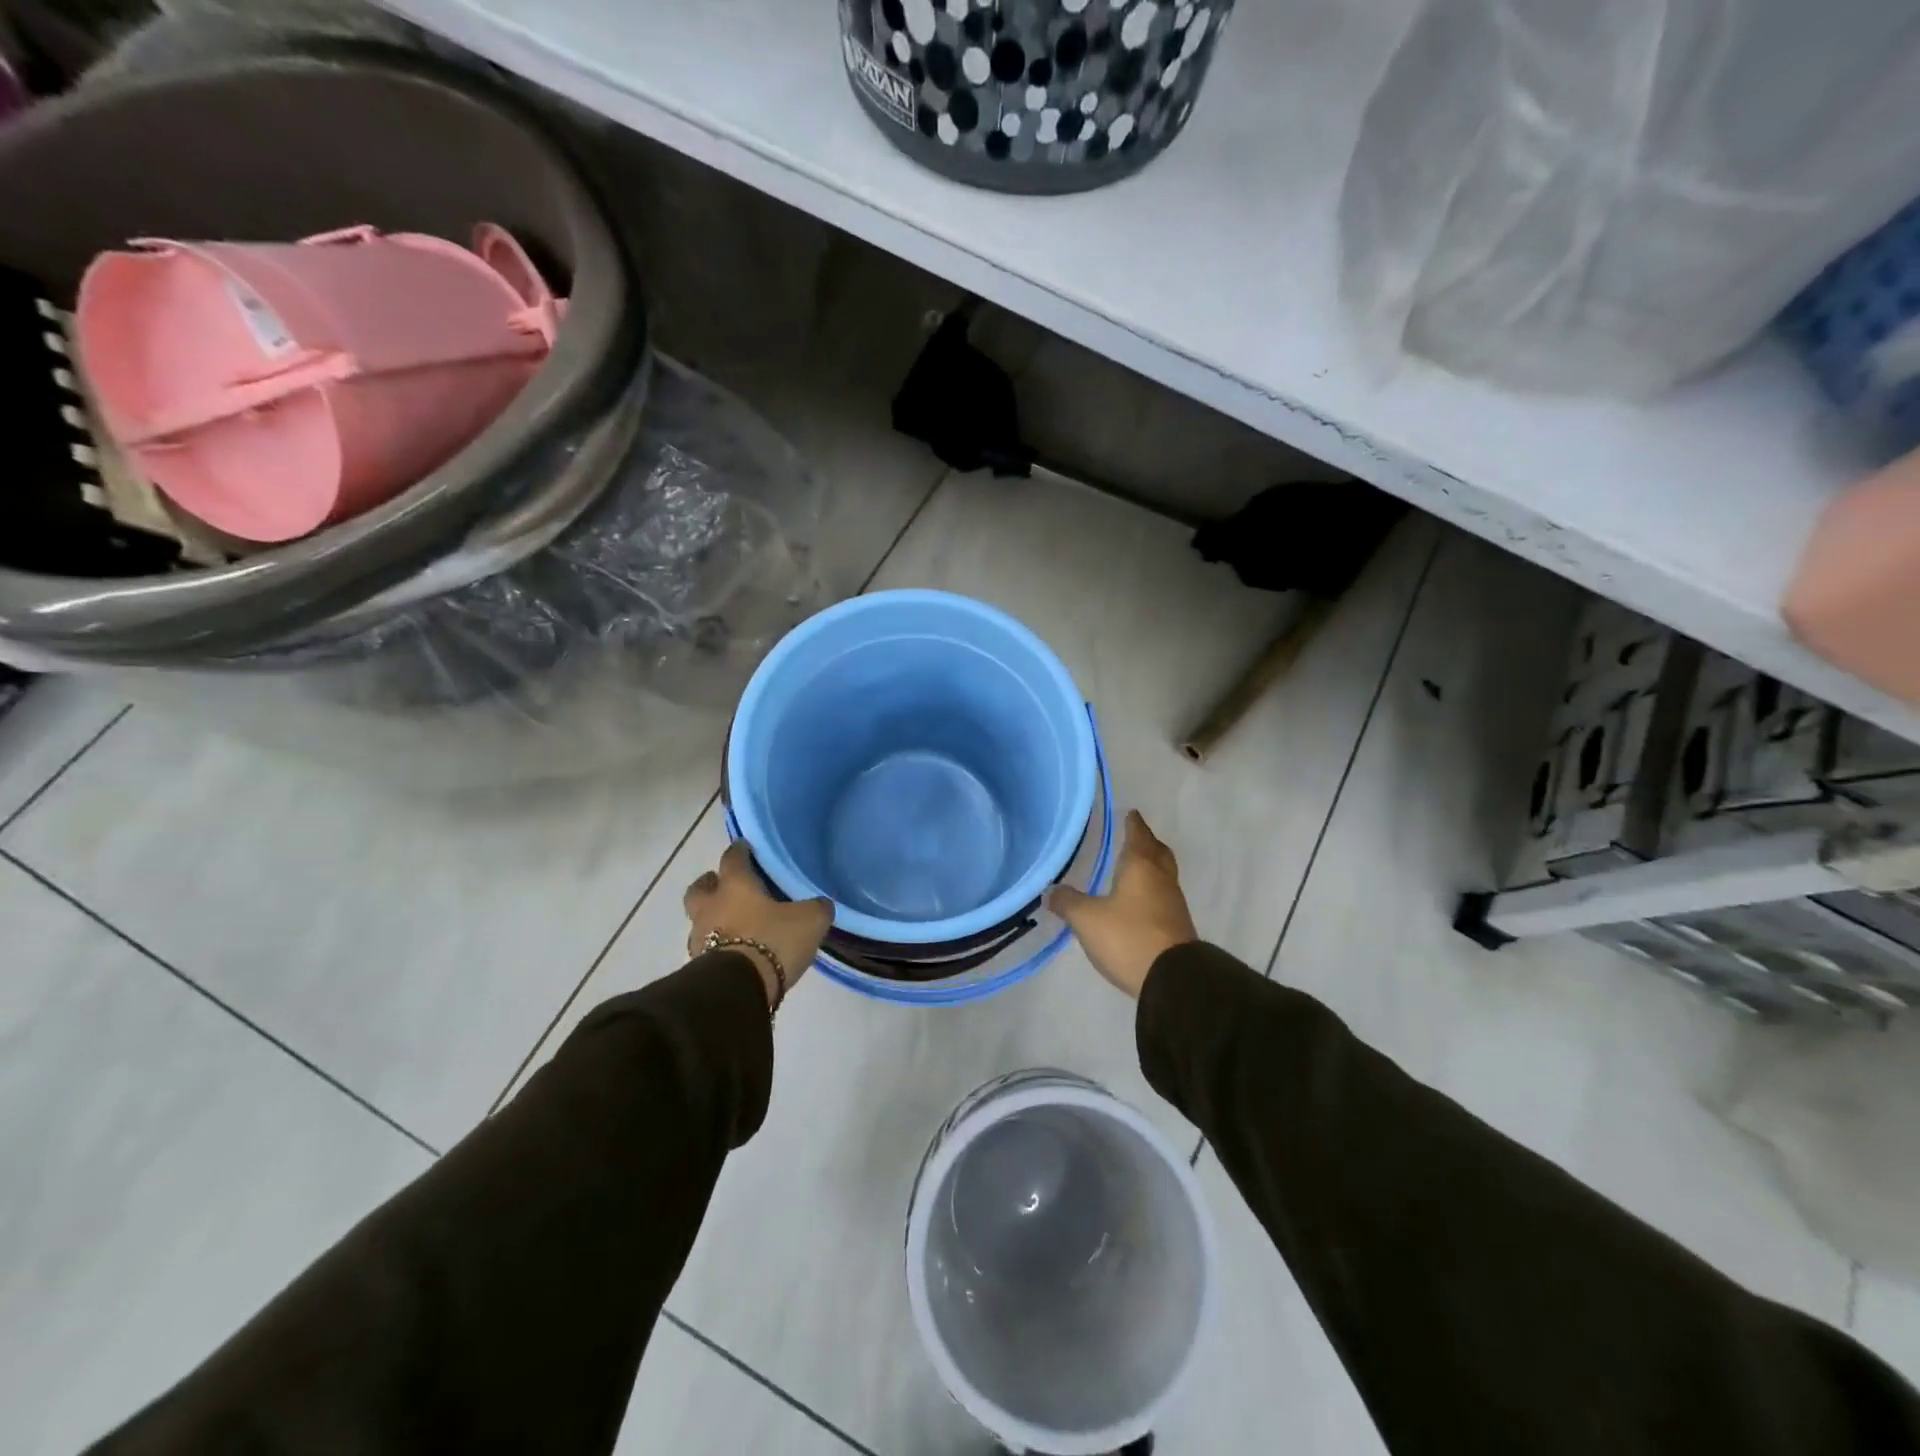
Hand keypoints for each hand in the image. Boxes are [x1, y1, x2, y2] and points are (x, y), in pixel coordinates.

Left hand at [685, 842, 833, 1009]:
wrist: (738, 989)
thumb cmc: (772, 941)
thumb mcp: (810, 920)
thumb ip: (817, 908)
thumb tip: (820, 904)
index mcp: (735, 885)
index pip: (733, 857)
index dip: (740, 851)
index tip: (747, 848)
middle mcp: (711, 906)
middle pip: (701, 887)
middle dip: (712, 883)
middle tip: (728, 885)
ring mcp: (700, 937)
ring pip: (701, 918)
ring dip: (713, 917)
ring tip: (736, 924)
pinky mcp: (699, 966)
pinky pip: (707, 947)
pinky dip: (718, 945)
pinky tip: (736, 951)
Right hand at [1049, 811, 1199, 998]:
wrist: (1173, 979)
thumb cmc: (1128, 936)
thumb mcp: (1087, 919)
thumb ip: (1068, 902)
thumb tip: (1051, 890)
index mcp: (1140, 866)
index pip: (1138, 836)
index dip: (1133, 824)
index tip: (1131, 813)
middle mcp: (1161, 879)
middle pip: (1157, 852)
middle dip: (1147, 842)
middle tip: (1136, 836)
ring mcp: (1173, 904)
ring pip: (1162, 875)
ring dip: (1151, 868)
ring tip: (1134, 869)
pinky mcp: (1177, 927)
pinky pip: (1163, 898)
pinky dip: (1151, 891)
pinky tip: (1139, 902)